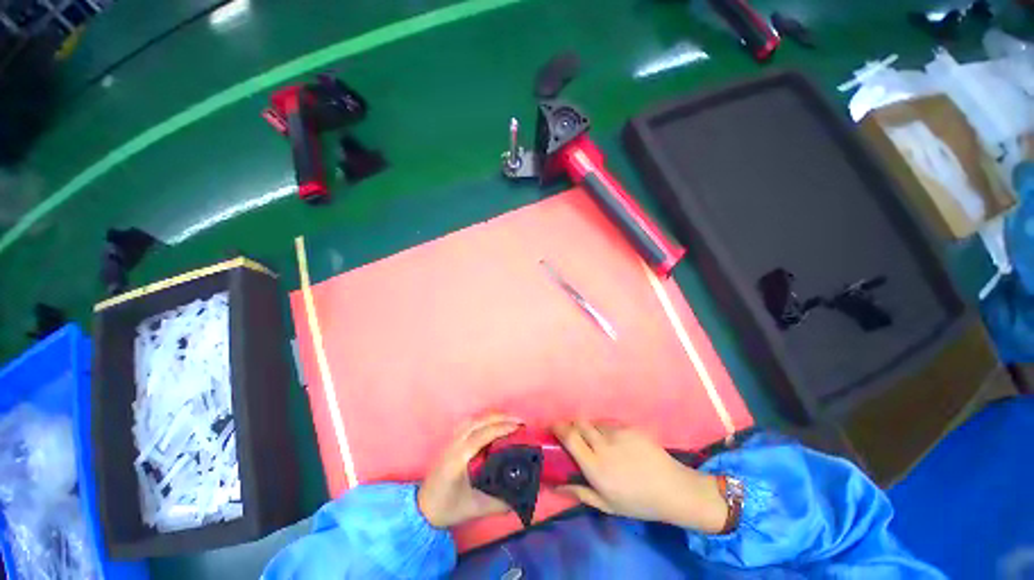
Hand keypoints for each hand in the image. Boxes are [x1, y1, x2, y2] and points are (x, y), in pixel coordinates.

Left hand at [417, 414, 521, 527]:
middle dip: (501, 417)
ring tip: (510, 420)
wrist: (422, 509)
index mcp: (458, 459)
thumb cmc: (447, 508)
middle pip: (478, 421)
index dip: (501, 428)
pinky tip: (494, 423)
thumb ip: (500, 503)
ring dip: (493, 416)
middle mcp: (454, 444)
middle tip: (520, 422)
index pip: (482, 435)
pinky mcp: (452, 440)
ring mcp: (451, 440)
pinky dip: (485, 418)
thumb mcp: (475, 508)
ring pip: (474, 419)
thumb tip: (523, 496)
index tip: (519, 427)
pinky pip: (470, 422)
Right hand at [553, 421, 727, 532]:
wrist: (672, 489)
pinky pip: (609, 422)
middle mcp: (604, 445)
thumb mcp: (607, 505)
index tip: (552, 426)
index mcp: (595, 467)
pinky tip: (614, 440)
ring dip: (589, 427)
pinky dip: (605, 428)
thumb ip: (580, 492)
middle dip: (571, 424)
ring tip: (595, 439)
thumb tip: (556, 484)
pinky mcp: (630, 427)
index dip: (558, 427)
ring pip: (594, 422)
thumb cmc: (638, 502)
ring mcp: (618, 433)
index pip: (570, 437)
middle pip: (579, 423)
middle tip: (572, 432)